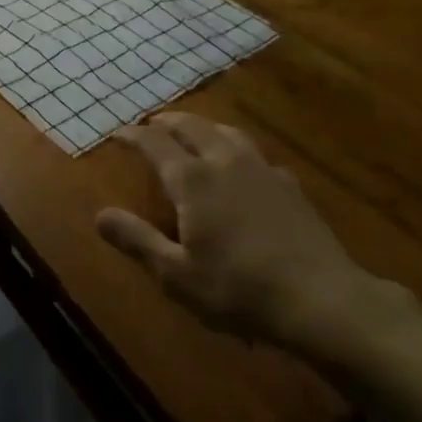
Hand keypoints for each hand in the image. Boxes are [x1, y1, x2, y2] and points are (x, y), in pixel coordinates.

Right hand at [95, 112, 412, 361]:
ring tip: (194, 131)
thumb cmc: (239, 289)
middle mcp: (223, 161)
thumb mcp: (176, 275)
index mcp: (192, 180)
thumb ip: (137, 240)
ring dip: (203, 126)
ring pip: (226, 132)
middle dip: (168, 121)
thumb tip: (99, 214)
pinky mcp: (289, 185)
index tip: (118, 133)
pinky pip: (255, 153)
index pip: (154, 143)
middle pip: (191, 126)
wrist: (322, 299)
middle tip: (153, 124)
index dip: (133, 135)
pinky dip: (235, 148)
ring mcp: (261, 169)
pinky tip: (242, 165)